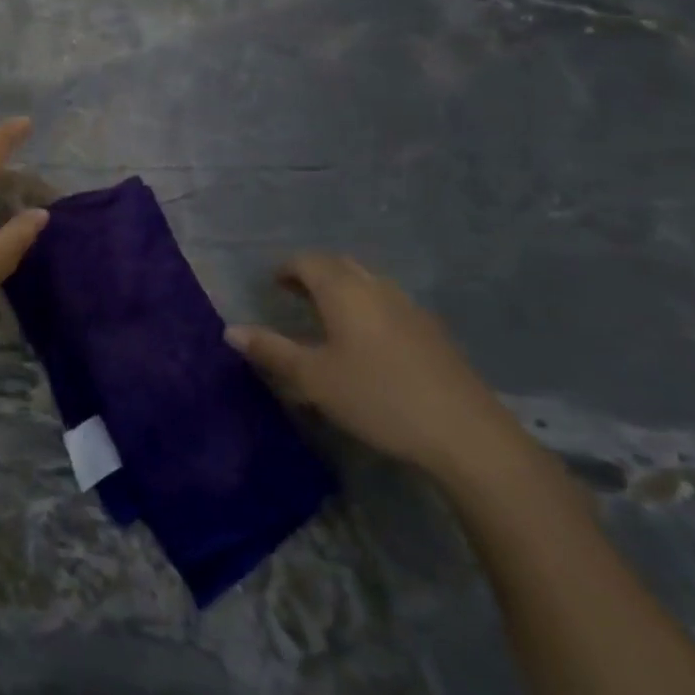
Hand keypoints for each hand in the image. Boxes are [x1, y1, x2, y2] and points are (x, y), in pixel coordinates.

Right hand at [227, 254, 534, 488]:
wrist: (464, 432)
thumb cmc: (377, 398)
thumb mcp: (313, 379)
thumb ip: (271, 351)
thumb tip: (231, 330)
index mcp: (344, 291)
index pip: (308, 261)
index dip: (286, 268)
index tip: (272, 284)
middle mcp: (376, 288)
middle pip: (340, 265)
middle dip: (313, 273)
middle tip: (293, 294)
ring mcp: (409, 307)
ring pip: (367, 282)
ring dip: (342, 288)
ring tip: (326, 314)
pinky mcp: (431, 332)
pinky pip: (388, 302)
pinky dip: (366, 306)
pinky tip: (366, 340)